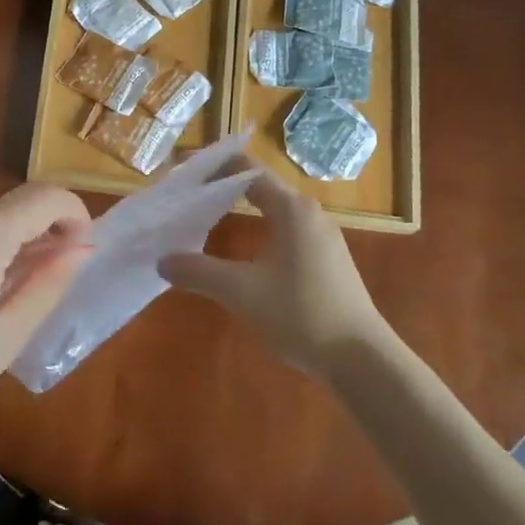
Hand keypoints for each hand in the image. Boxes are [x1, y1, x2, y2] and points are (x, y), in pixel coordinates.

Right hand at [159, 167, 395, 378]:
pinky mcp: (326, 260)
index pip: (246, 170)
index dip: (211, 166)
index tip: (180, 170)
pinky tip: (240, 252)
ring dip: (239, 209)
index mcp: (292, 209)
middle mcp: (309, 214)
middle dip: (221, 186)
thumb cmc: (301, 314)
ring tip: (204, 217)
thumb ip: (199, 272)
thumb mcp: (241, 292)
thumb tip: (163, 260)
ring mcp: (321, 237)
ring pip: (273, 210)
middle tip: (185, 195)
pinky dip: (257, 229)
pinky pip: (284, 231)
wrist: (361, 359)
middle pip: (259, 187)